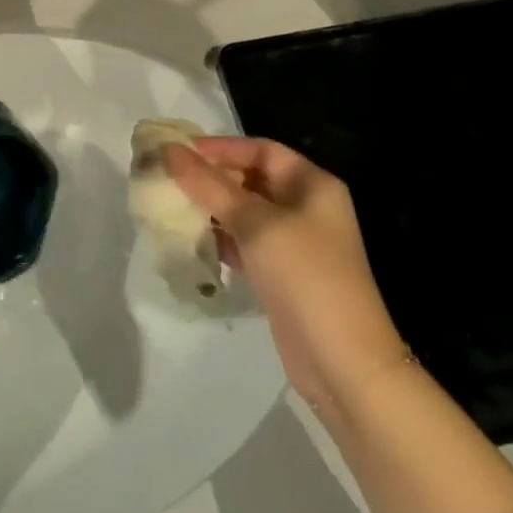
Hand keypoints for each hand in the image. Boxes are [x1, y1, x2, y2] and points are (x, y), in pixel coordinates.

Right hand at [165, 136, 409, 418]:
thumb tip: (168, 150)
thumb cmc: (305, 277)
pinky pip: (246, 243)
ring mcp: (296, 243)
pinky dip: (221, 239)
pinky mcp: (283, 273)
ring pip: (245, 212)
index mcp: (312, 185)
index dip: (220, 148)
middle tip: (168, 180)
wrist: (344, 364)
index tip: (178, 152)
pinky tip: (195, 243)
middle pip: (251, 178)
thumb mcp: (255, 224)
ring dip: (212, 209)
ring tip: (173, 209)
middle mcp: (307, 207)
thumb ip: (209, 185)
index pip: (261, 149)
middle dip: (211, 178)